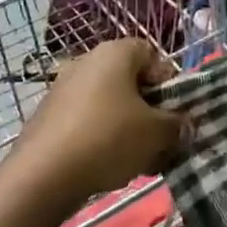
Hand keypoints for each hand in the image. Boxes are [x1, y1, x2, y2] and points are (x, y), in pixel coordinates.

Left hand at [11, 39, 187, 206]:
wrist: (43, 174)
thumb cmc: (108, 138)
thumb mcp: (157, 134)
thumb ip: (177, 125)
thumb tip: (183, 125)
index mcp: (115, 52)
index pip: (153, 55)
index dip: (169, 84)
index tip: (174, 115)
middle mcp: (87, 60)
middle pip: (130, 82)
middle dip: (149, 112)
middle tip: (159, 142)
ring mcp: (64, 86)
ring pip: (109, 104)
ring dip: (127, 128)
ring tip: (136, 161)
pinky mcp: (49, 114)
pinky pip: (87, 120)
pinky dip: (101, 138)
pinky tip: (107, 167)